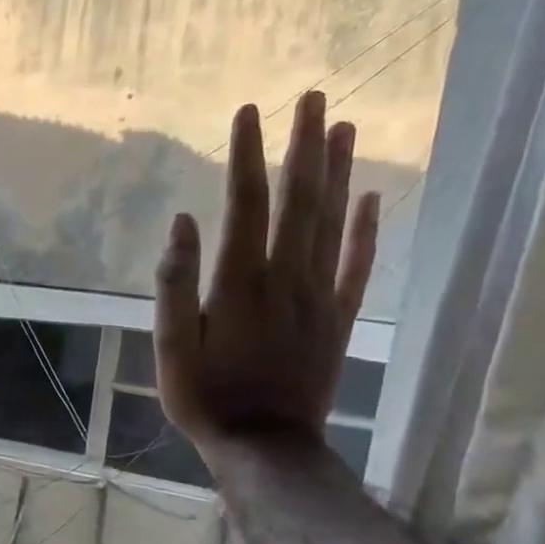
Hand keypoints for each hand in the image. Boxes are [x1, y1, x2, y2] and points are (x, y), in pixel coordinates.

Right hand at [153, 90, 379, 459]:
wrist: (265, 446)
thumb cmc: (205, 396)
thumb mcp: (171, 345)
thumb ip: (176, 283)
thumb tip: (183, 221)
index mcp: (241, 281)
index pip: (247, 203)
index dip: (249, 155)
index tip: (249, 111)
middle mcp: (288, 276)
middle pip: (300, 199)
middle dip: (304, 145)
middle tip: (314, 97)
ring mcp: (321, 295)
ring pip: (334, 221)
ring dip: (339, 172)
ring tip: (344, 126)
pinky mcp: (340, 317)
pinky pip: (359, 264)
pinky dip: (368, 228)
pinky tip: (373, 196)